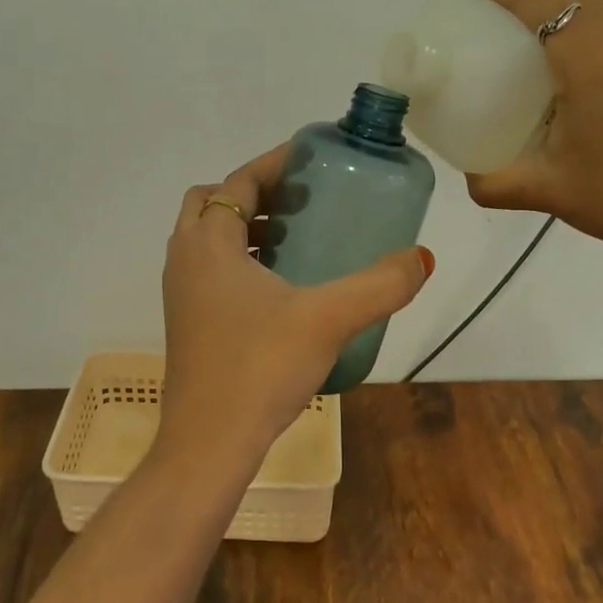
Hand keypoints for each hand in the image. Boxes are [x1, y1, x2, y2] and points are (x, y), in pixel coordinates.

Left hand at [160, 145, 432, 460]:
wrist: (208, 444)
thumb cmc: (259, 368)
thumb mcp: (328, 319)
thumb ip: (379, 285)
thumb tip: (422, 258)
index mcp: (208, 244)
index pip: (238, 183)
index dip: (274, 164)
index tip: (311, 158)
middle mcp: (185, 259)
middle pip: (213, 203)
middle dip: (255, 194)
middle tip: (302, 201)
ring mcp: (181, 293)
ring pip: (209, 239)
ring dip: (248, 229)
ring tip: (298, 238)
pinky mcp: (188, 322)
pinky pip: (211, 270)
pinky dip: (241, 261)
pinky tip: (283, 289)